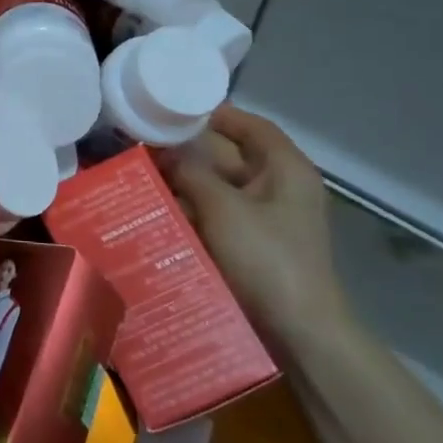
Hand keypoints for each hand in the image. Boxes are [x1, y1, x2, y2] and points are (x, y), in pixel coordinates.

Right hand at [155, 104, 347, 345]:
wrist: (298, 331)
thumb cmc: (266, 257)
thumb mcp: (222, 207)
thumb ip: (191, 172)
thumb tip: (164, 151)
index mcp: (286, 169)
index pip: (250, 126)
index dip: (215, 115)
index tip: (173, 111)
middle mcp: (280, 188)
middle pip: (230, 158)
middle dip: (189, 154)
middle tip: (145, 147)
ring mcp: (268, 220)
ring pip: (220, 190)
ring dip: (186, 186)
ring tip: (143, 178)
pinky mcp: (255, 246)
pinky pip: (219, 218)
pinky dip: (193, 213)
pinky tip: (160, 213)